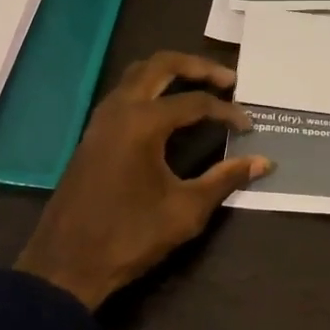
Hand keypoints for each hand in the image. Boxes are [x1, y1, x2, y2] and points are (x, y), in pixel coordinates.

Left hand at [15, 52, 271, 309]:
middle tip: (228, 80)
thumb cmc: (130, 236)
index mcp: (143, 123)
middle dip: (197, 66)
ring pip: (138, 74)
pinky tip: (169, 112)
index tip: (249, 127)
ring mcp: (101, 119)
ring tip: (201, 87)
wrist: (66, 264)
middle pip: (161, 65)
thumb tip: (263, 162)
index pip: (195, 102)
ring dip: (171, 73)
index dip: (227, 112)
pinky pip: (125, 94)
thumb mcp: (186, 210)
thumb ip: (225, 179)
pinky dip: (152, 90)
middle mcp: (119, 109)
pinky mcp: (93, 134)